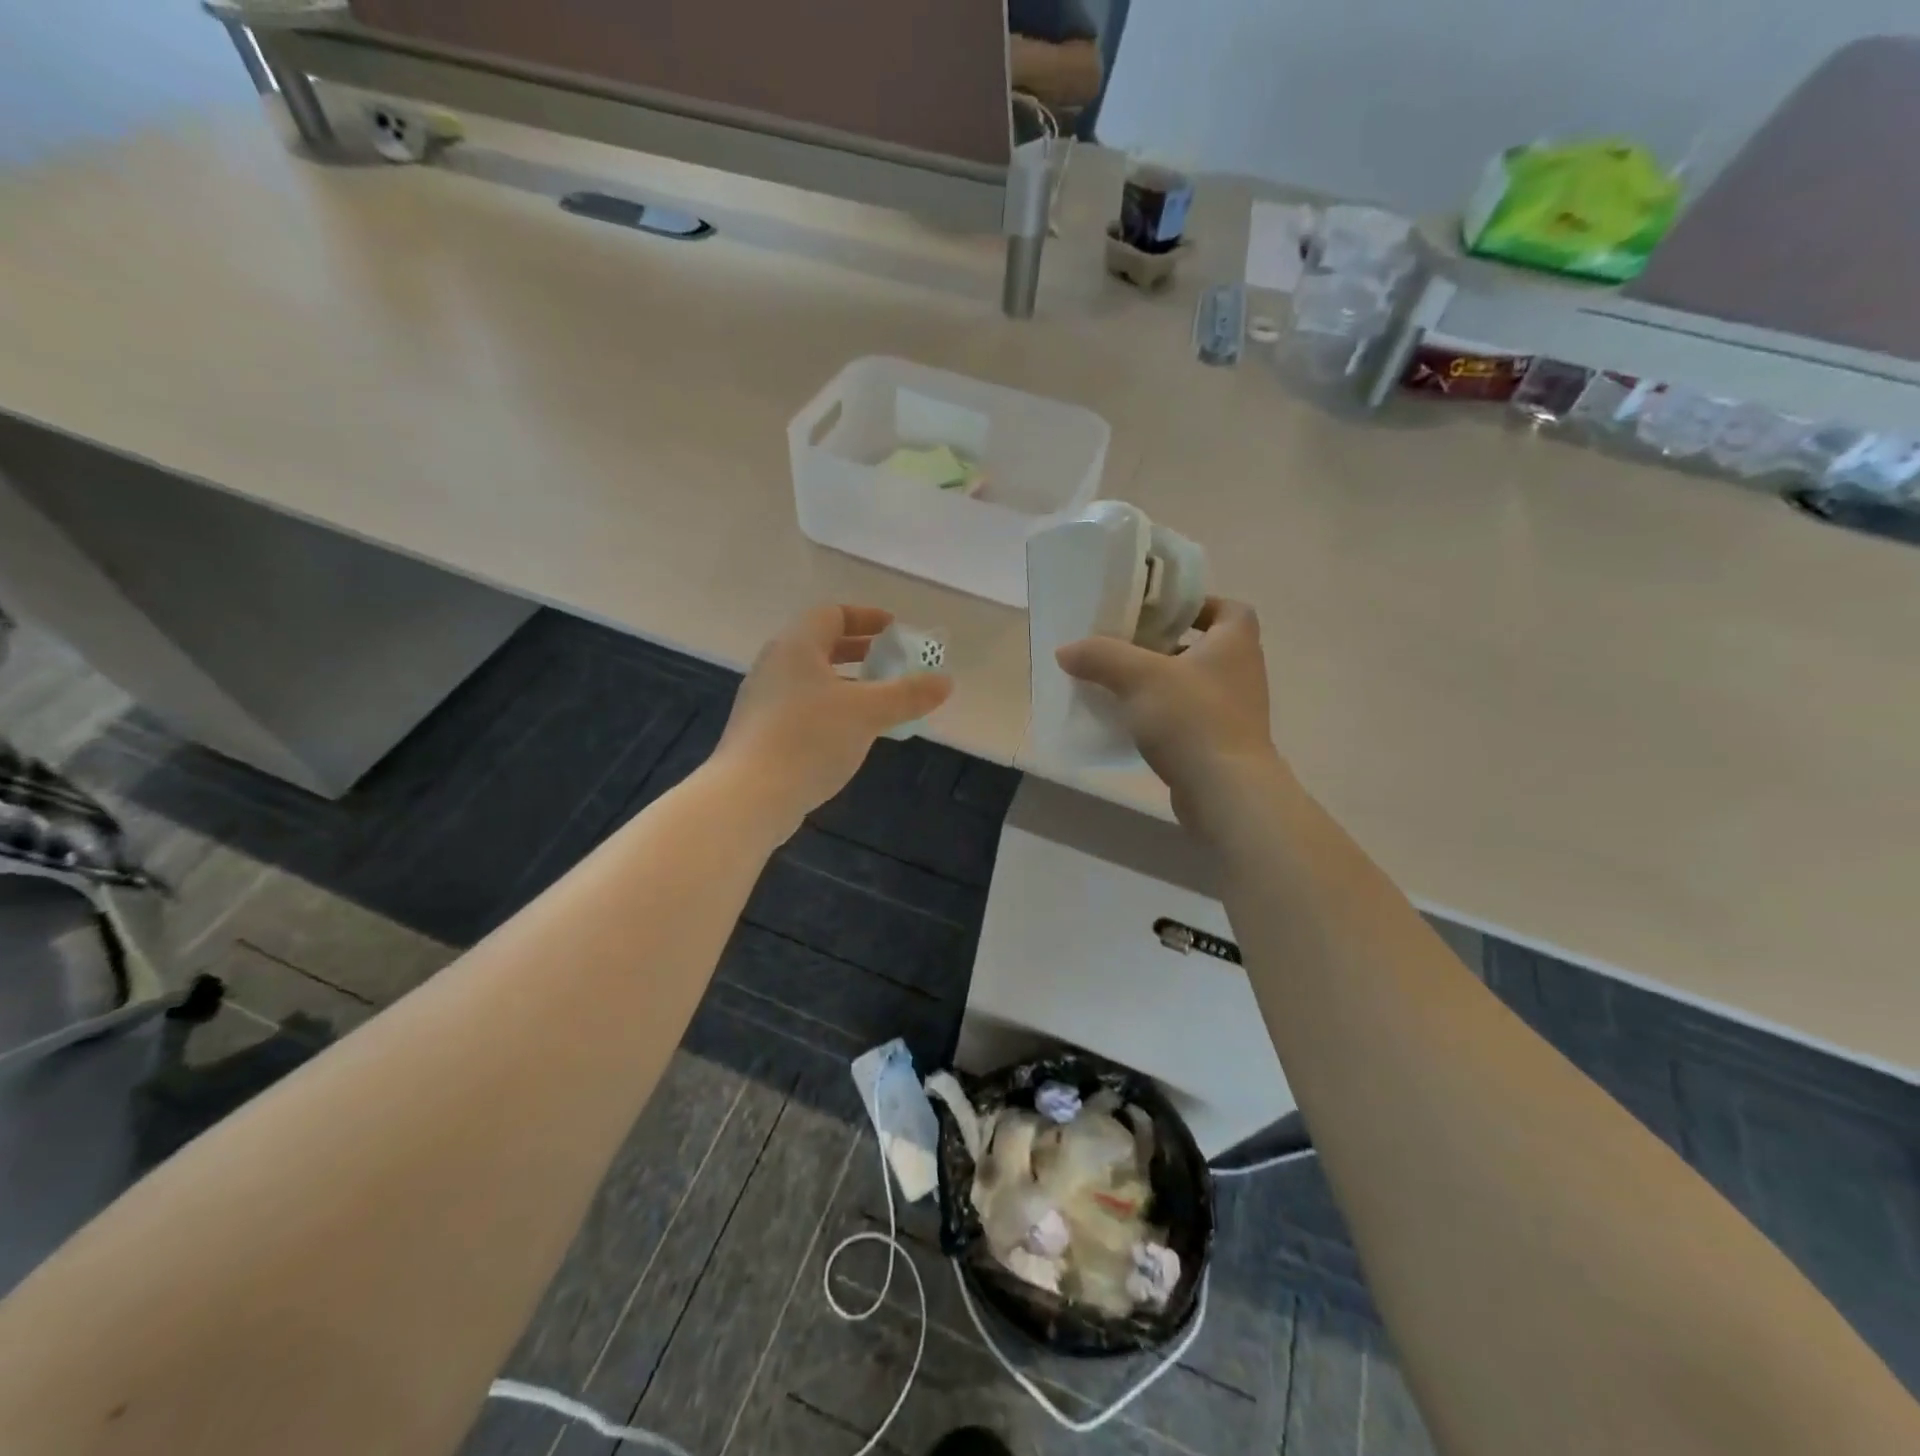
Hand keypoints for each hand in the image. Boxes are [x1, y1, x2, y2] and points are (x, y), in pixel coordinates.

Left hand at [716, 605, 952, 833]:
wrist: (748, 796)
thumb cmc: (809, 739)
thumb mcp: (868, 713)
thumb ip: (907, 694)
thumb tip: (946, 681)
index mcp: (796, 646)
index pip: (831, 614)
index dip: (866, 618)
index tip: (894, 631)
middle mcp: (775, 665)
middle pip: (820, 645)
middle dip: (860, 651)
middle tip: (892, 663)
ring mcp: (764, 700)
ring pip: (812, 679)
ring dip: (847, 683)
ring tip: (878, 701)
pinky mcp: (761, 732)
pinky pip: (803, 706)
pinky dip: (831, 708)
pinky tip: (851, 734)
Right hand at [1055, 598, 1281, 818]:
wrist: (1224, 791)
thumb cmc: (1191, 719)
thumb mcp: (1138, 677)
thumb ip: (1101, 656)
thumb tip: (1066, 650)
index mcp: (1235, 643)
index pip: (1228, 609)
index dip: (1198, 605)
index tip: (1161, 614)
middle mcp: (1242, 672)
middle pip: (1205, 647)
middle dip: (1167, 645)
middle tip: (1128, 647)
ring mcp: (1235, 712)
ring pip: (1194, 685)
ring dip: (1162, 683)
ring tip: (1122, 685)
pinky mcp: (1221, 745)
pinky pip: (1189, 719)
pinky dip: (1164, 716)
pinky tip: (1132, 723)